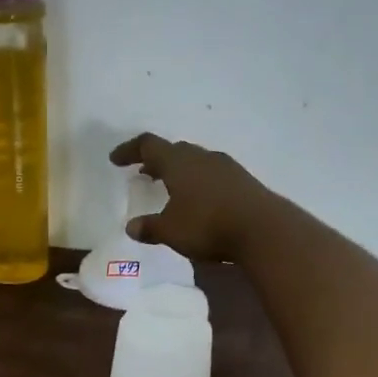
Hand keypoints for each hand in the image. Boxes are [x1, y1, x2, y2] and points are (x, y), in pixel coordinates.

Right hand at [111, 133, 273, 262]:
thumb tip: (131, 226)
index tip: (115, 160)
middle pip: (174, 150)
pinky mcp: (241, 181)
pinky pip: (212, 174)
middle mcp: (201, 157)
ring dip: (178, 171)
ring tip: (170, 188)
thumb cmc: (207, 225)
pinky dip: (197, 181)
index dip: (129, 150)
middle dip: (156, 160)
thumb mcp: (171, 231)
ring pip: (195, 161)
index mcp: (178, 162)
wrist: (262, 229)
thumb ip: (149, 227)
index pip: (148, 145)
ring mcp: (225, 167)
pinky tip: (198, 201)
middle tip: (144, 173)